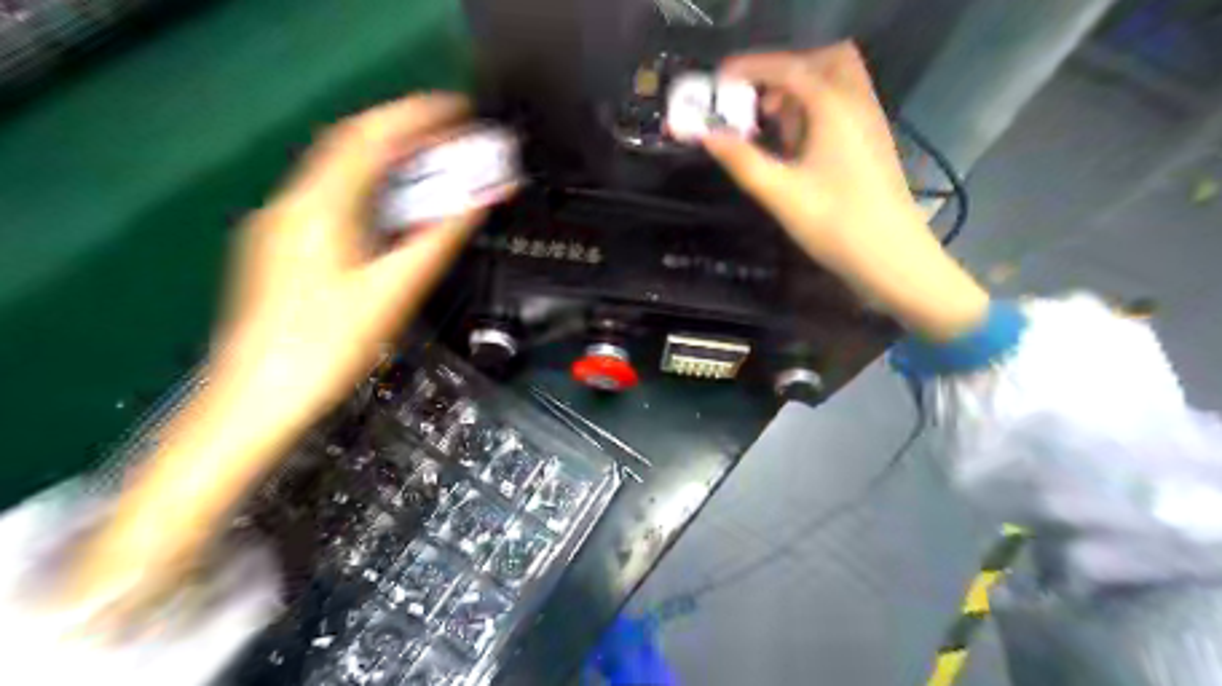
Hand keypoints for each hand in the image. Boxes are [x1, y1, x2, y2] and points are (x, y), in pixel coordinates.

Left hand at [65, 90, 502, 626]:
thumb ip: (434, 241)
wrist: (256, 400)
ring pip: (343, 175)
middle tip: (453, 137)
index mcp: (316, 210)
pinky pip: (335, 201)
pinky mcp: (284, 249)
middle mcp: (292, 207)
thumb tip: (474, 203)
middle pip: (353, 149)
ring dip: (391, 164)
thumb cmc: (323, 350)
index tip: (458, 111)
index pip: (370, 139)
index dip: (417, 117)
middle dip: (406, 135)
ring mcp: (283, 228)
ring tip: (434, 165)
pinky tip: (395, 209)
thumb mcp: (390, 293)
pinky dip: (373, 192)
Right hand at [703, 42, 986, 342]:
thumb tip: (708, 136)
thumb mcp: (781, 194)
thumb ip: (742, 161)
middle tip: (756, 101)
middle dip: (785, 71)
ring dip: (800, 92)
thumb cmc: (836, 224)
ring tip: (771, 125)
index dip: (751, 68)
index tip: (719, 79)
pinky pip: (843, 107)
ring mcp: (869, 123)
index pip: (789, 68)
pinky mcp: (872, 145)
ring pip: (836, 83)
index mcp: (835, 108)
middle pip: (824, 61)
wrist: (892, 257)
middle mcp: (857, 104)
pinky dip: (815, 110)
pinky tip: (797, 146)